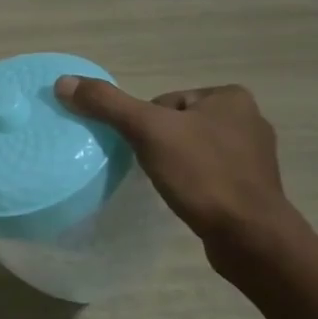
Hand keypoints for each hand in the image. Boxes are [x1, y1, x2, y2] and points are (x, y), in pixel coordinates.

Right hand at [54, 78, 294, 244]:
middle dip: (159, 145)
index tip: (144, 149)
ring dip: (175, 164)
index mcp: (230, 97)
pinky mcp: (252, 187)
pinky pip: (208, 174)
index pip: (164, 102)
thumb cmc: (202, 174)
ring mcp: (253, 155)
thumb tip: (63, 82)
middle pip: (176, 124)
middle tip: (152, 168)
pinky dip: (192, 183)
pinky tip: (186, 198)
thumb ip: (106, 104)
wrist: (250, 236)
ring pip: (191, 150)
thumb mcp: (147, 131)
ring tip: (168, 185)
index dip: (145, 125)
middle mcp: (248, 119)